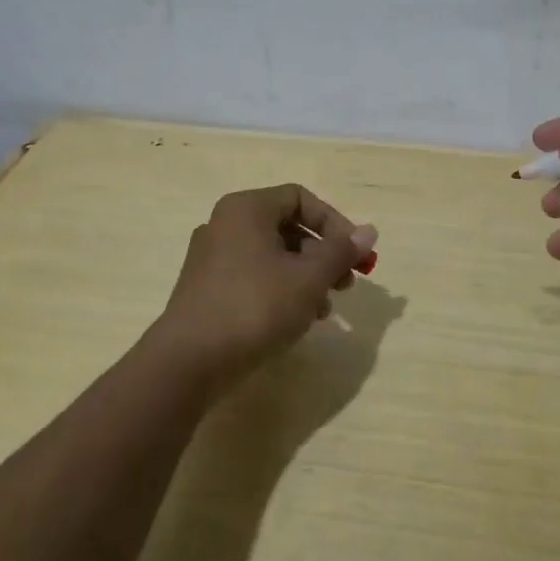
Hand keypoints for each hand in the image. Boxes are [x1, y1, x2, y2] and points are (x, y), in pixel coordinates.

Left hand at [153, 184, 377, 386]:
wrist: (189, 361)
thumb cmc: (255, 307)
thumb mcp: (308, 278)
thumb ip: (341, 252)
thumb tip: (370, 231)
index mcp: (246, 209)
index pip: (301, 198)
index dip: (335, 223)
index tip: (355, 255)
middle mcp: (225, 224)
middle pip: (287, 227)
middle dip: (323, 255)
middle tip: (346, 283)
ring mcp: (212, 258)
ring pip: (272, 256)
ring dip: (306, 277)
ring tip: (325, 309)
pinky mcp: (207, 289)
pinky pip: (254, 277)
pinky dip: (280, 291)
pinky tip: (297, 320)